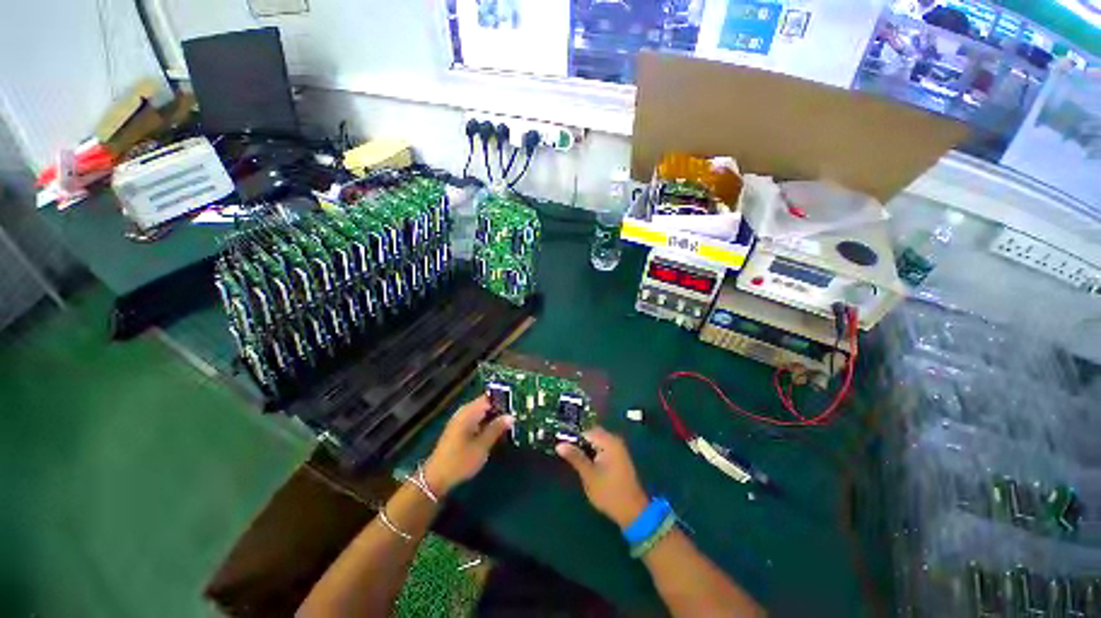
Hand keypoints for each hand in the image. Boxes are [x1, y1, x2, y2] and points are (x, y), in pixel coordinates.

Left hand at [424, 396, 512, 497]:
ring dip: (495, 417)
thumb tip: (511, 416)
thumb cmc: (460, 461)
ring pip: (483, 413)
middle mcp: (465, 412)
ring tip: (511, 423)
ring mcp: (461, 421)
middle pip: (486, 404)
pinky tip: (498, 431)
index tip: (517, 404)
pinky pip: (478, 420)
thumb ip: (496, 428)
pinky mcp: (461, 430)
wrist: (436, 478)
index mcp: (469, 412)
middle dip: (501, 409)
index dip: (503, 400)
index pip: (489, 398)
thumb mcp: (482, 446)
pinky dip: (488, 424)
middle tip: (517, 415)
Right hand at [556, 427, 649, 528]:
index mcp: (609, 442)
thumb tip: (559, 444)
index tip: (562, 448)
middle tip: (568, 455)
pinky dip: (594, 453)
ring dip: (586, 448)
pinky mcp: (619, 457)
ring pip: (597, 442)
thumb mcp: (588, 475)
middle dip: (580, 443)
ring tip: (575, 460)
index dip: (573, 438)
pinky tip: (588, 464)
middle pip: (592, 434)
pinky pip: (603, 448)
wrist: (633, 512)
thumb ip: (575, 457)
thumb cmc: (609, 492)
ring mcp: (618, 448)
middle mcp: (615, 440)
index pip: (586, 432)